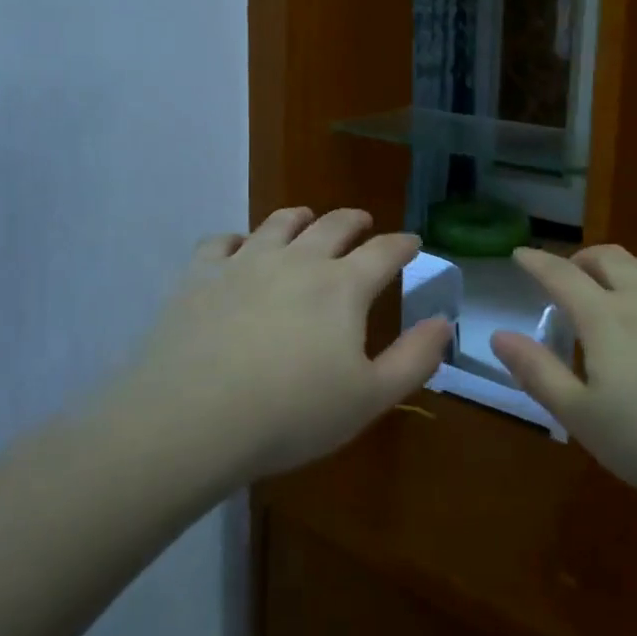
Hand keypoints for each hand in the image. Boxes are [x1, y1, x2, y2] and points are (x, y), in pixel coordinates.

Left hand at [128, 206, 451, 482]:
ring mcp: (245, 262)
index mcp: (343, 286)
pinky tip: (237, 249)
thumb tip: (443, 322)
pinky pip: (221, 242)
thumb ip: (414, 359)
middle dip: (354, 220)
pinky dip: (236, 240)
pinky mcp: (200, 274)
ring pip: (279, 223)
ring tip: (306, 218)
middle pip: (333, 225)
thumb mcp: (369, 398)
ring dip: (300, 217)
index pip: (384, 252)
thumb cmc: (291, 414)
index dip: (402, 245)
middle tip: (362, 221)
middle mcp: (297, 260)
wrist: (193, 418)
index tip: (411, 242)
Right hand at [491, 246, 636, 530]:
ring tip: (625, 283)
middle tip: (572, 272)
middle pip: (610, 259)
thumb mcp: (584, 420)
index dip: (536, 262)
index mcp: (605, 317)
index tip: (521, 254)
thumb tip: (497, 335)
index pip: (560, 275)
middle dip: (583, 258)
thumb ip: (537, 372)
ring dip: (631, 267)